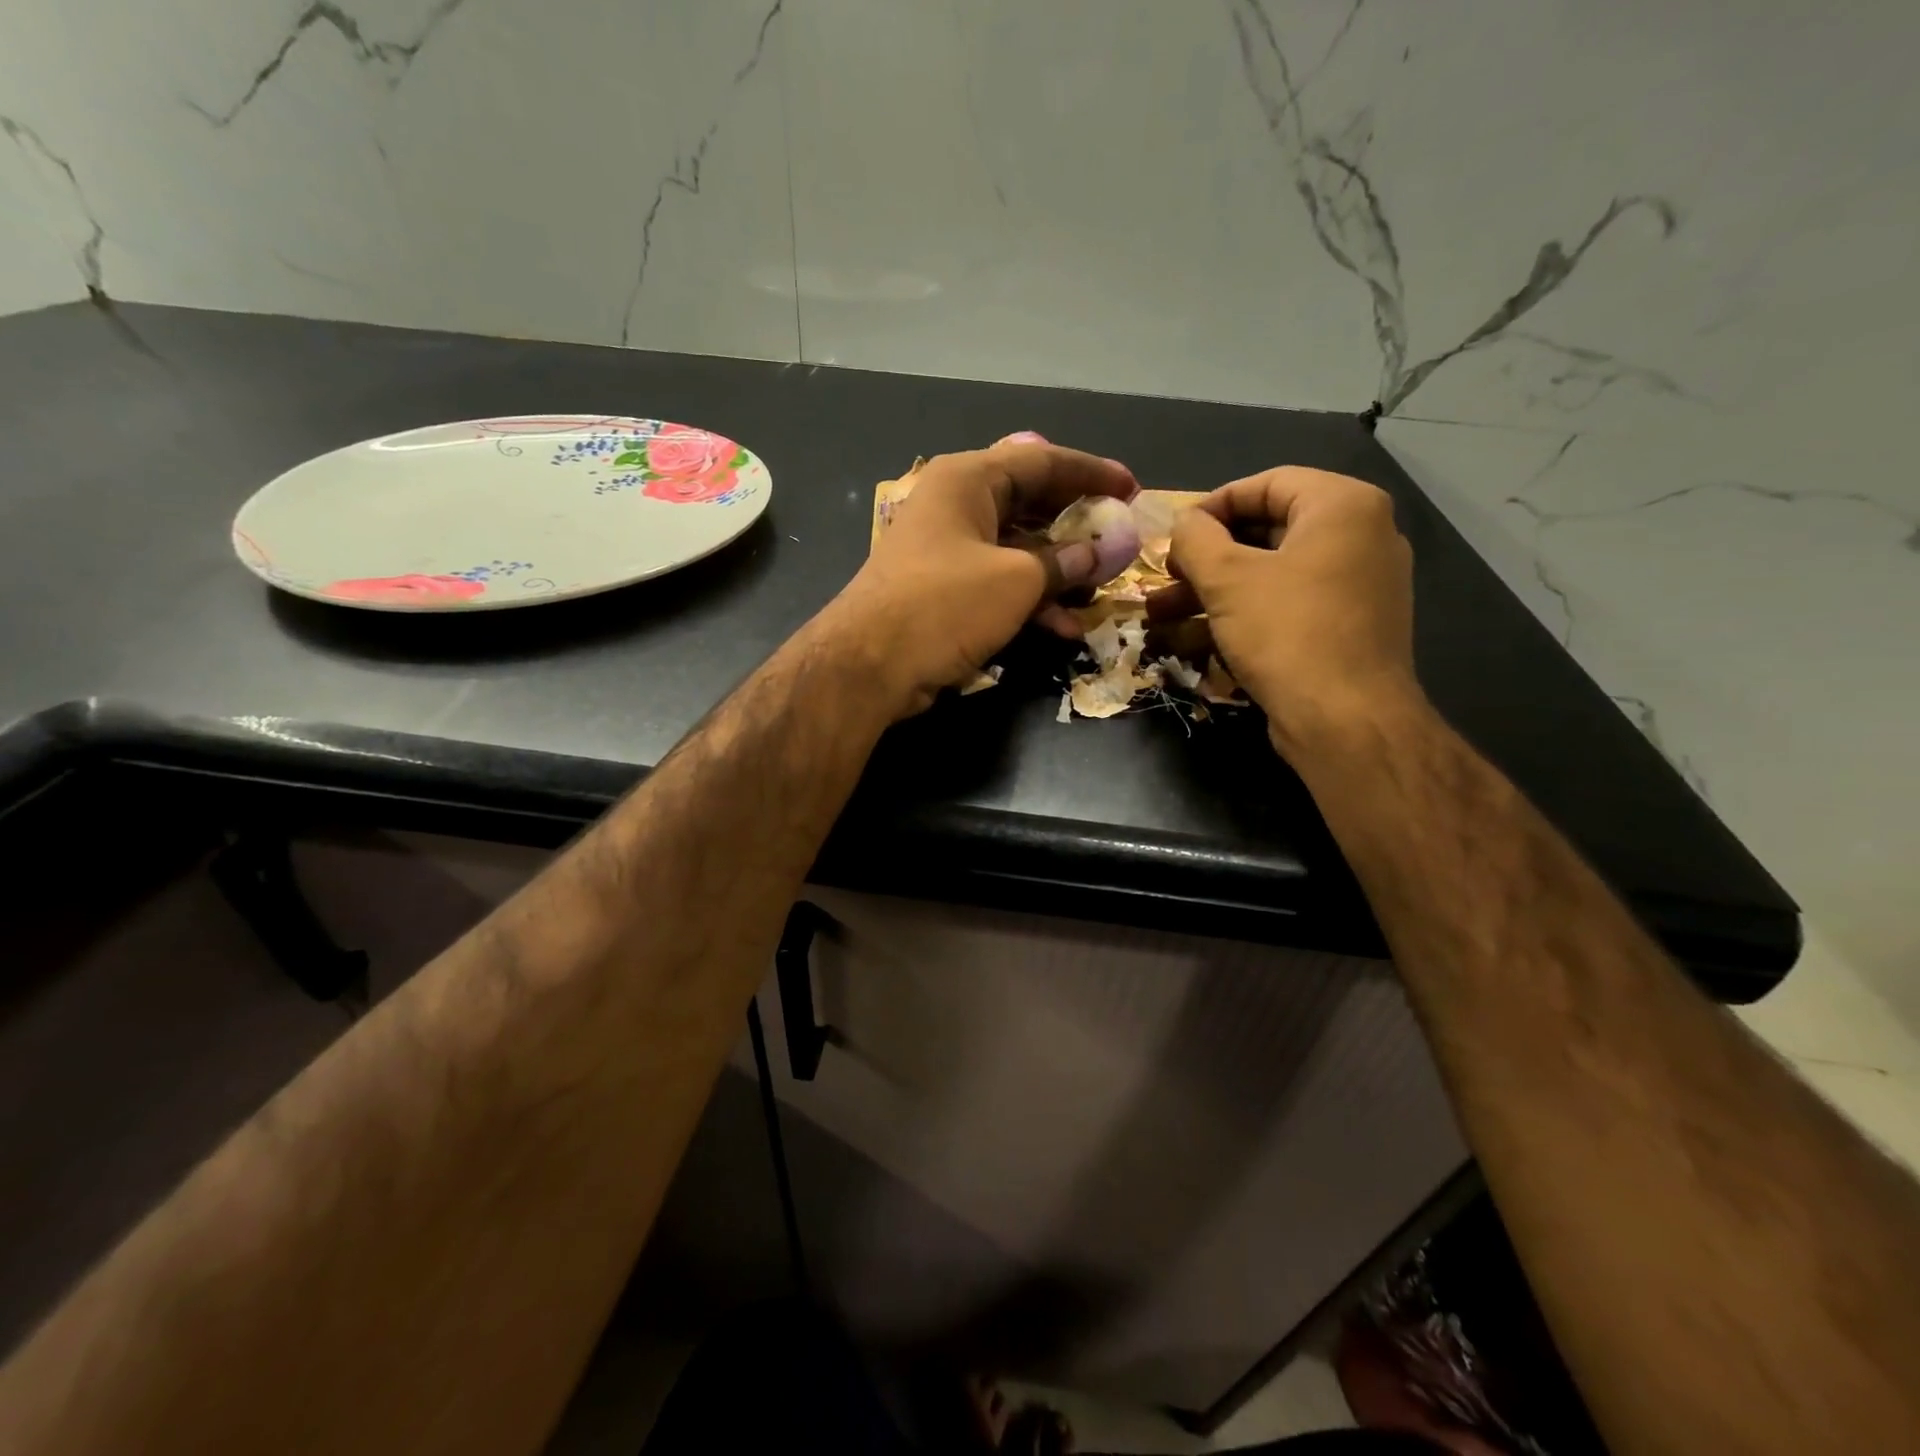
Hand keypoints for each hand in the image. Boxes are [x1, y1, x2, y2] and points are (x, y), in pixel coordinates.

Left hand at [822, 438, 1138, 716]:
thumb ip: (1063, 563)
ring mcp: (947, 551)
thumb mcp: (1016, 580)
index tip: (1132, 488)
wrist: (869, 664)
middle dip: (1078, 526)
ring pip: (1017, 550)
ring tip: (1100, 591)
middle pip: (1030, 504)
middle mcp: (956, 506)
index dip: (1091, 473)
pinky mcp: (943, 592)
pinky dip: (1031, 601)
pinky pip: (998, 584)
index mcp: (968, 480)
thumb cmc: (945, 604)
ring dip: (1059, 572)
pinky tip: (1066, 627)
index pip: (1042, 461)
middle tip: (1118, 539)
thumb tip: (1097, 554)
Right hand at [1145, 466, 1421, 753]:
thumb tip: (1184, 524)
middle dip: (1205, 558)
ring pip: (1270, 576)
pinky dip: (1241, 616)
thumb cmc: (1287, 633)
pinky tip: (1191, 640)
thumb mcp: (1227, 578)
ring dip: (1211, 592)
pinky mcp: (1344, 629)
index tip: (1172, 535)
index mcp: (1343, 507)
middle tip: (1166, 577)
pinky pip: (1285, 607)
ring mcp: (1356, 587)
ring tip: (1160, 615)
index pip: (1266, 484)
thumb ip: (1195, 538)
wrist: (1346, 721)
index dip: (1211, 506)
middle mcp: (1360, 537)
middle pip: (1266, 532)